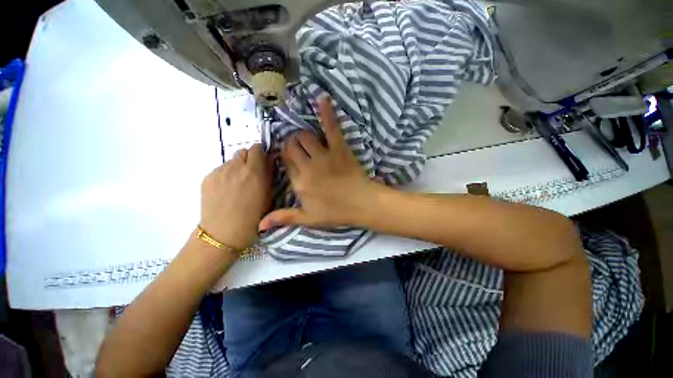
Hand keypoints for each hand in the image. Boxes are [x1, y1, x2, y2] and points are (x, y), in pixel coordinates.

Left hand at [200, 144, 271, 250]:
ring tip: (239, 184)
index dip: (261, 153)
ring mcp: (219, 172)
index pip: (257, 148)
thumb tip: (270, 159)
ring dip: (238, 167)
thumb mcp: (269, 196)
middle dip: (250, 159)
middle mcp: (235, 167)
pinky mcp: (207, 178)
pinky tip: (227, 190)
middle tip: (252, 173)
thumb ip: (269, 174)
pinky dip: (226, 175)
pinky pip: (220, 169)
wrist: (223, 234)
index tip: (264, 162)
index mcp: (254, 172)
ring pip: (231, 161)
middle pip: (243, 151)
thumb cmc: (253, 218)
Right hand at [259, 97, 384, 230]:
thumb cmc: (336, 213)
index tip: (290, 159)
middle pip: (292, 147)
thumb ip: (284, 218)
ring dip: (303, 136)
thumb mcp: (308, 219)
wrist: (362, 205)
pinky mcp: (339, 149)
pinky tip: (323, 99)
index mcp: (299, 184)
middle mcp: (308, 168)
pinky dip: (327, 113)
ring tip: (307, 140)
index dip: (286, 159)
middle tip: (298, 148)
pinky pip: (331, 128)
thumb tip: (259, 225)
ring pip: (305, 137)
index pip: (285, 163)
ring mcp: (323, 157)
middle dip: (292, 145)